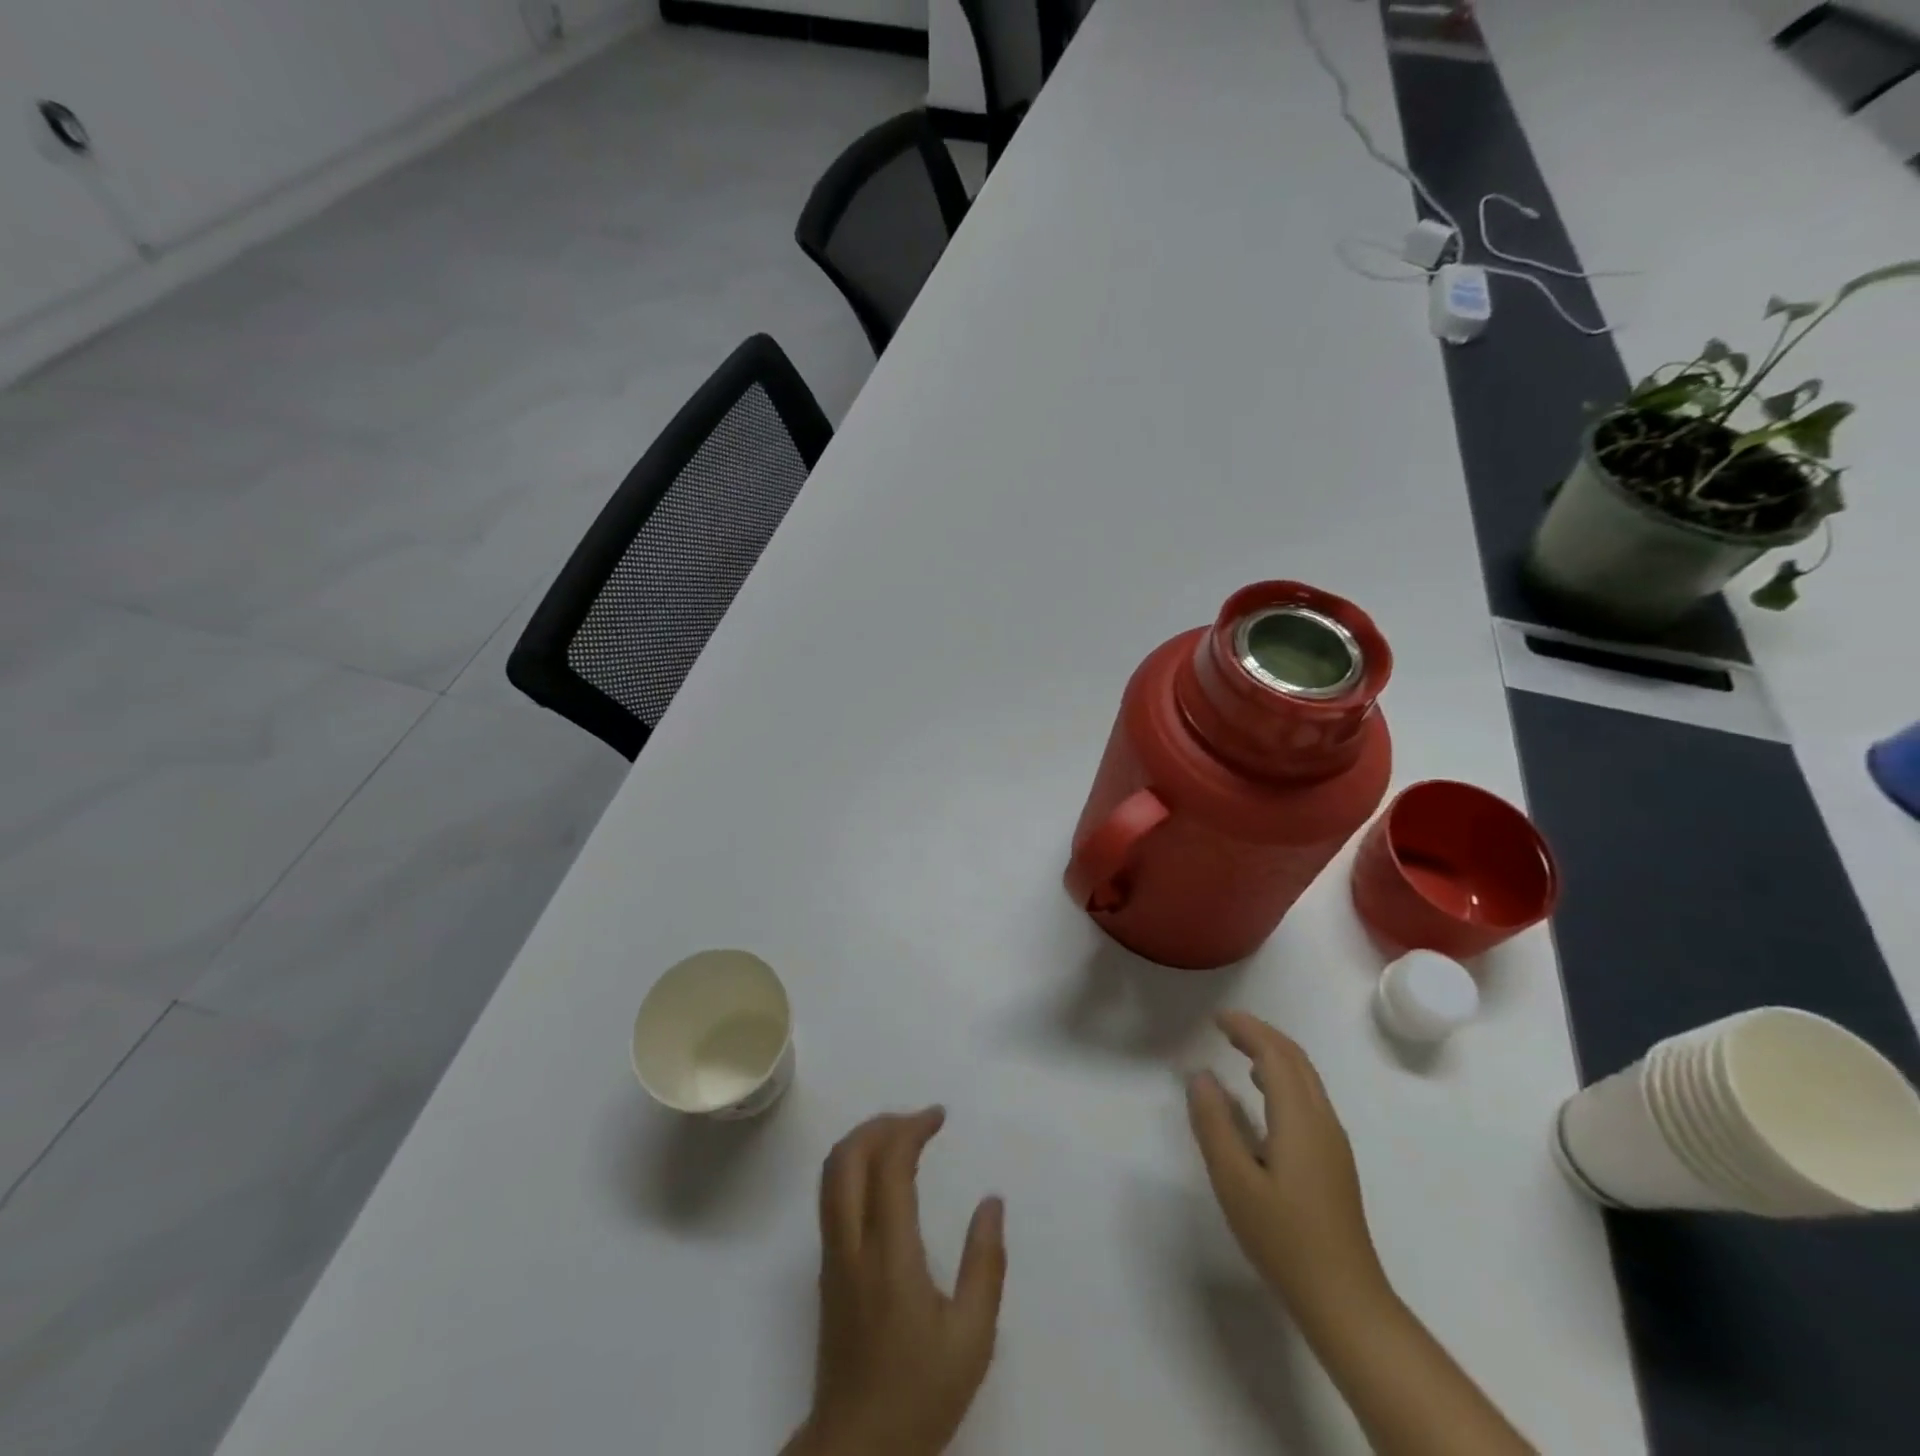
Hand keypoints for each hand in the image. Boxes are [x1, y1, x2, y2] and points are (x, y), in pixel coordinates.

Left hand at [786, 1109, 1005, 1455]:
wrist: (856, 1450)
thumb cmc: (919, 1393)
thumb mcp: (971, 1337)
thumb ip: (985, 1264)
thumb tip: (992, 1201)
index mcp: (888, 1253)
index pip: (889, 1164)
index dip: (912, 1128)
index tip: (939, 1116)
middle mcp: (851, 1243)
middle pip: (846, 1156)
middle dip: (881, 1123)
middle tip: (918, 1120)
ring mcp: (832, 1256)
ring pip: (831, 1173)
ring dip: (864, 1140)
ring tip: (902, 1137)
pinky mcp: (827, 1270)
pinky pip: (832, 1195)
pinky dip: (855, 1164)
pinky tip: (884, 1177)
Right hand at [1186, 1011, 1387, 1320]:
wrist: (1345, 1301)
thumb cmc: (1285, 1240)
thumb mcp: (1235, 1182)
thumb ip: (1214, 1124)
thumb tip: (1200, 1076)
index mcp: (1300, 1119)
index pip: (1275, 1054)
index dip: (1247, 1029)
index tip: (1216, 1019)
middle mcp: (1322, 1121)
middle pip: (1296, 1060)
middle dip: (1261, 1034)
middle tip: (1224, 1027)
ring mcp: (1333, 1142)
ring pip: (1306, 1079)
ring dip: (1274, 1055)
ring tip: (1239, 1051)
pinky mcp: (1333, 1162)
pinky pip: (1308, 1099)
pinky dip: (1283, 1079)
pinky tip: (1263, 1097)